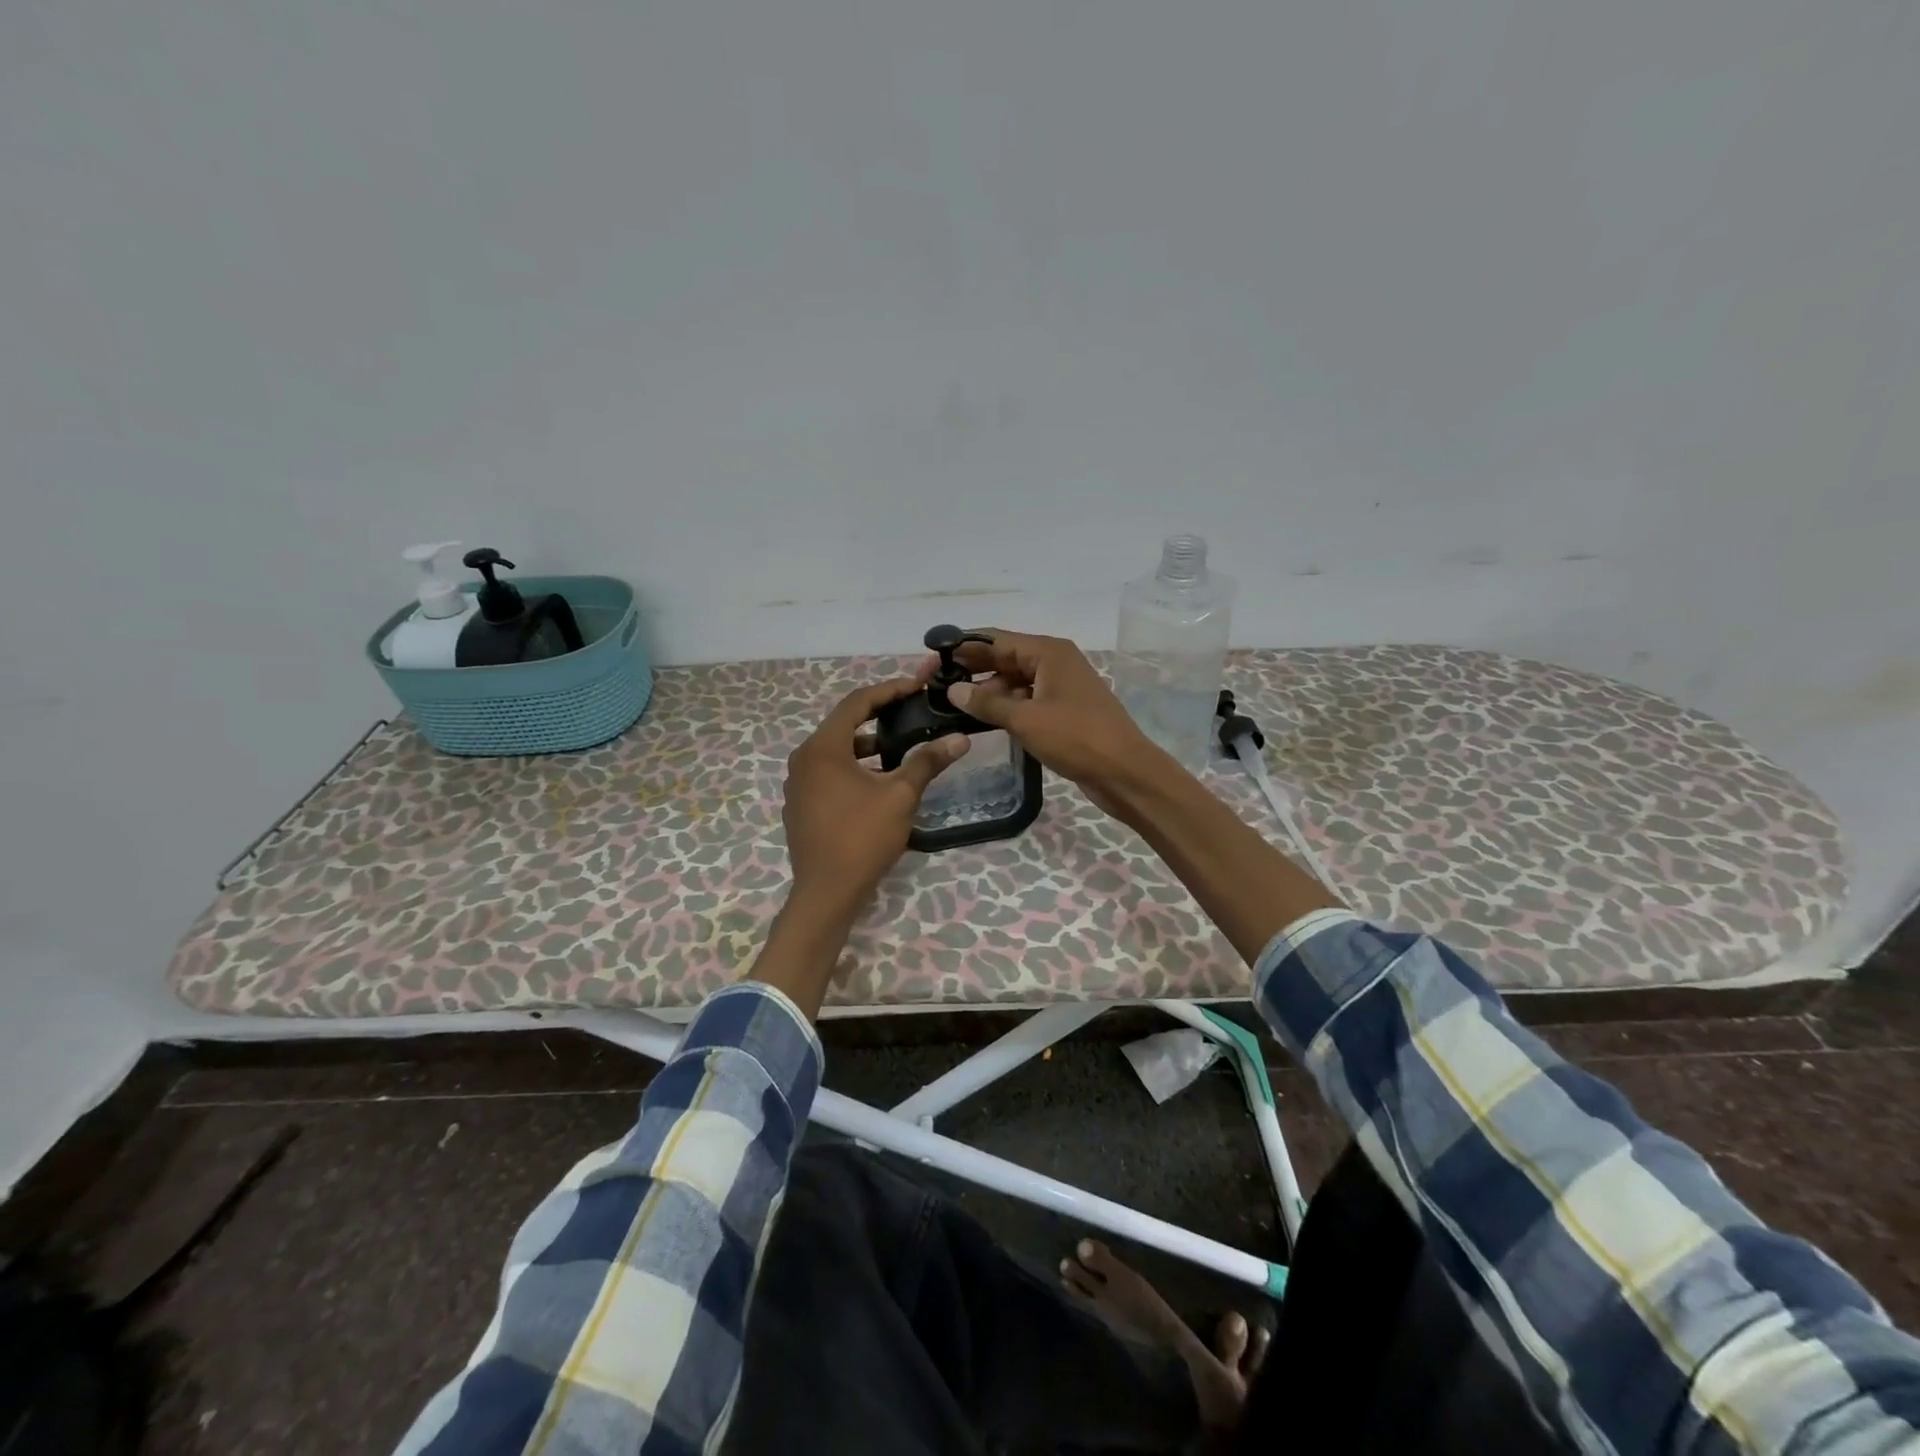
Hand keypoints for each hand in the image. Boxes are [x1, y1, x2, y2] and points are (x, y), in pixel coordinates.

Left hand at [782, 674, 970, 923]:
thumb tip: (959, 739)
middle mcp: (803, 758)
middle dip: (878, 714)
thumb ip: (927, 762)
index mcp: (823, 747)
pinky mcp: (800, 804)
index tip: (917, 686)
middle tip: (910, 709)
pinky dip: (852, 765)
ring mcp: (798, 783)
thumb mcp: (900, 796)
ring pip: (835, 749)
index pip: (857, 702)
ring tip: (898, 745)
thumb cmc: (862, 837)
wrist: (826, 893)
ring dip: (866, 743)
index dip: (889, 690)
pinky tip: (876, 779)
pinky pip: (827, 771)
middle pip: (843, 723)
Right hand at [944, 629, 1171, 818]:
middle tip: (937, 682)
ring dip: (989, 691)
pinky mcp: (1064, 710)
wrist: (1124, 772)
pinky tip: (984, 719)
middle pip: (1006, 658)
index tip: (934, 656)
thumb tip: (953, 689)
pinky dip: (1007, 706)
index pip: (997, 640)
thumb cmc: (1076, 738)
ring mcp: (1061, 686)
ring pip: (1016, 681)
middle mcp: (1055, 662)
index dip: (965, 646)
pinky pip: (1028, 700)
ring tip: (954, 704)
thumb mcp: (1026, 719)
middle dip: (974, 668)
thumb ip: (987, 702)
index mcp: (1049, 652)